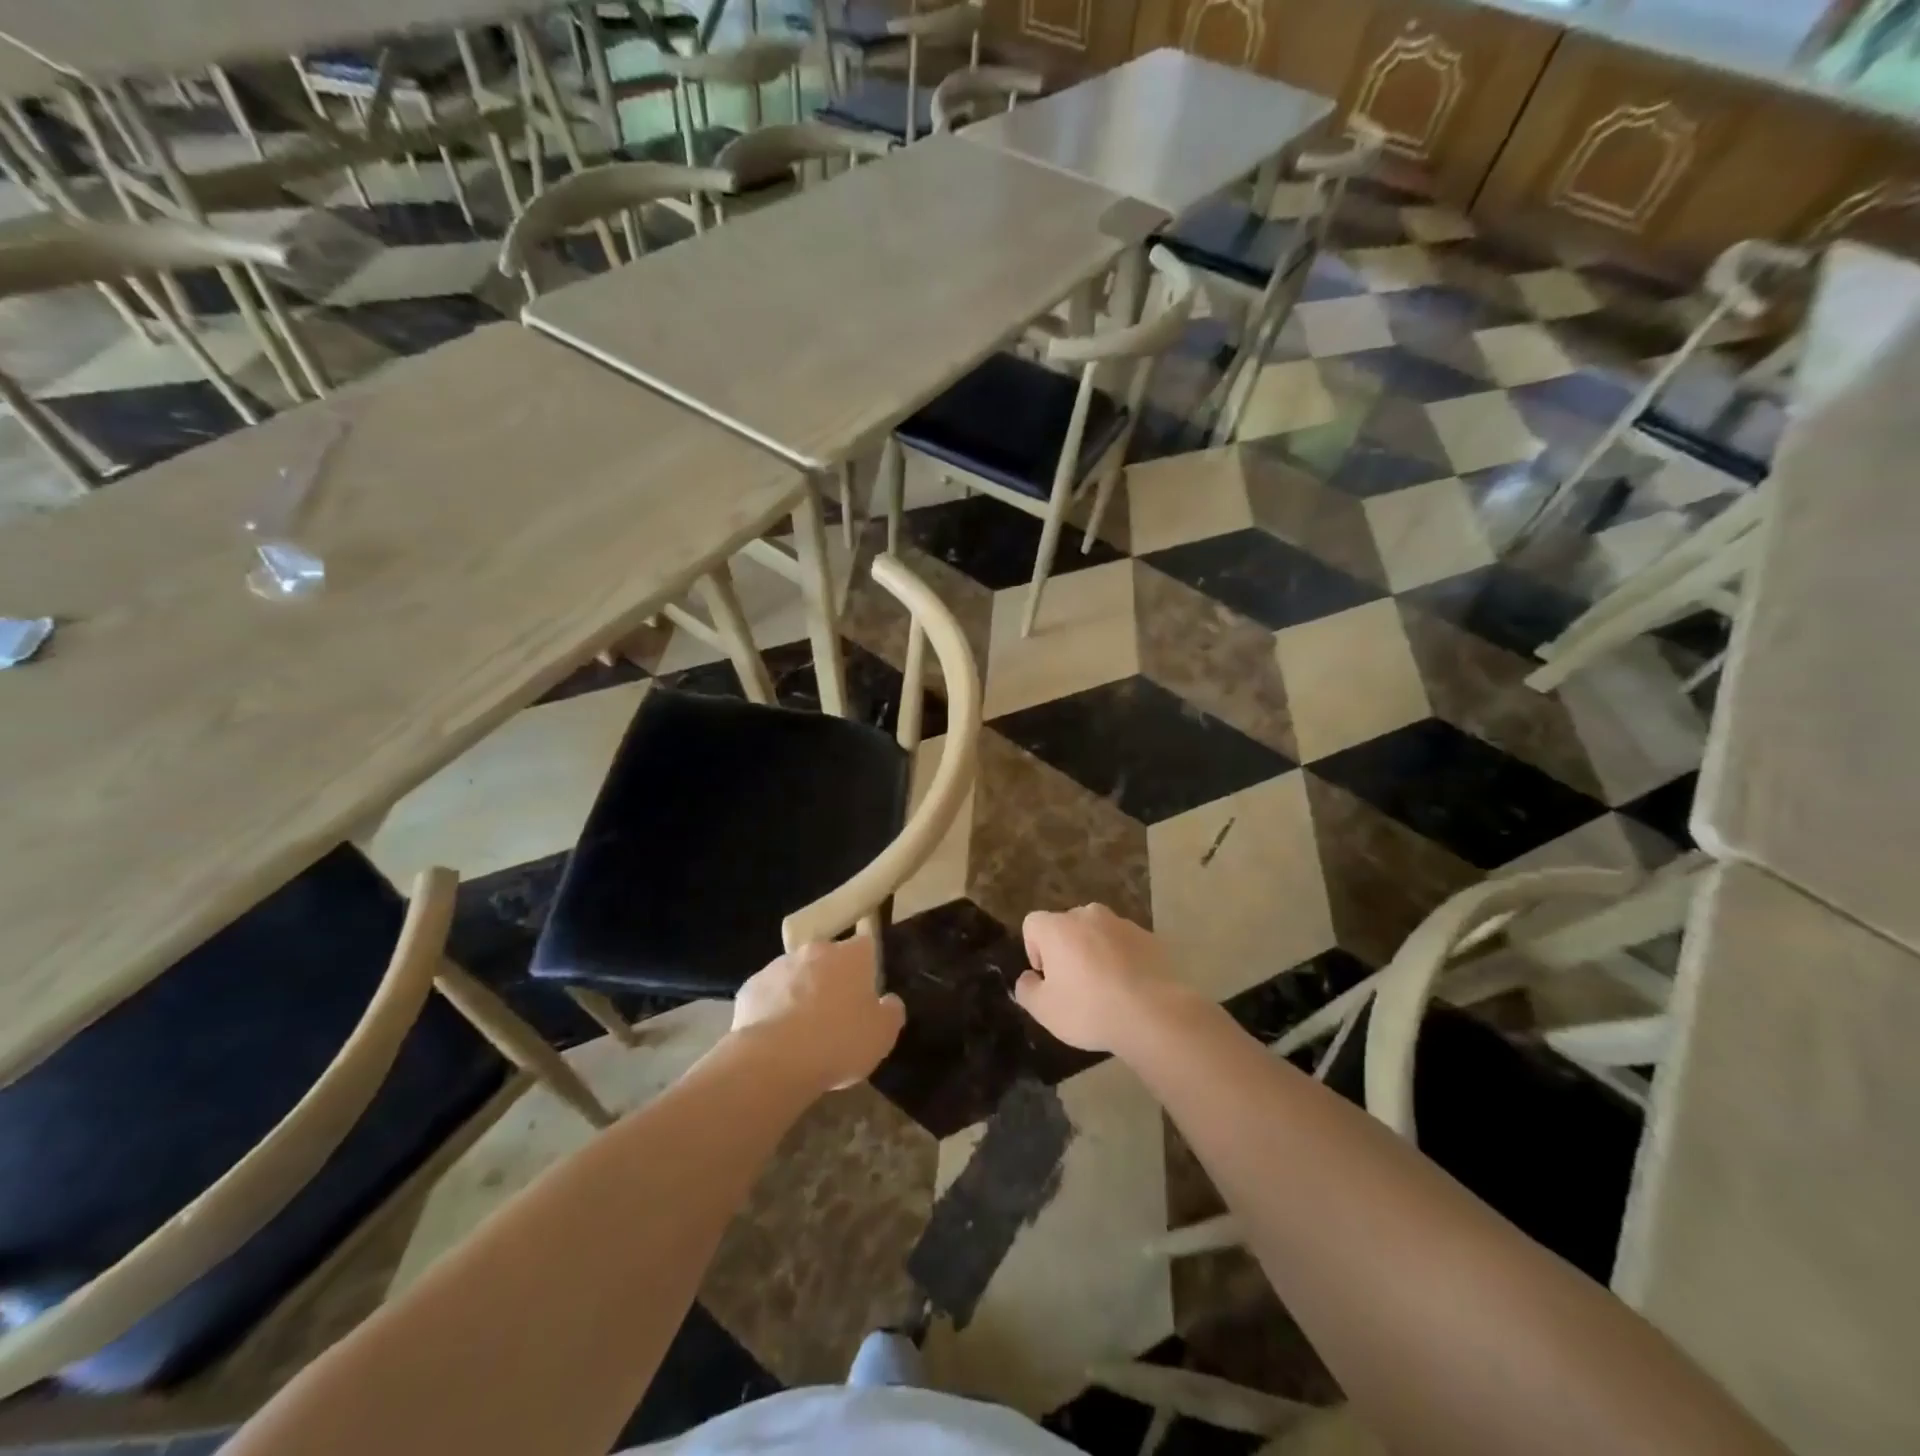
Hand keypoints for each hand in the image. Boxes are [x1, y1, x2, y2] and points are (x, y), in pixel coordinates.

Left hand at [731, 937, 904, 1094]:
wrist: (775, 1060)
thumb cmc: (839, 1042)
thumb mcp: (883, 1035)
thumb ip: (891, 1012)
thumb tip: (889, 1001)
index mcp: (851, 956)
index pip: (865, 946)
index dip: (866, 967)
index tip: (865, 991)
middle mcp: (815, 950)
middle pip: (827, 959)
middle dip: (831, 979)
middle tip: (834, 1014)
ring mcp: (778, 966)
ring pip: (795, 975)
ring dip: (800, 993)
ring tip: (801, 1032)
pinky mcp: (750, 987)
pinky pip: (768, 995)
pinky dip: (772, 1009)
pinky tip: (775, 1038)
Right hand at [1013, 905, 1190, 1053]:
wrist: (1155, 1014)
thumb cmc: (1090, 1009)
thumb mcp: (1045, 1010)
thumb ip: (1027, 989)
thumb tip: (1028, 978)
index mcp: (1058, 927)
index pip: (1033, 923)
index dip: (1033, 949)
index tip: (1047, 976)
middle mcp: (1088, 915)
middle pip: (1067, 925)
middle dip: (1066, 948)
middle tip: (1074, 984)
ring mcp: (1122, 923)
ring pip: (1098, 932)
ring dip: (1096, 951)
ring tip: (1106, 987)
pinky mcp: (1149, 937)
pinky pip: (1125, 943)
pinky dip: (1123, 958)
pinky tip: (1130, 987)